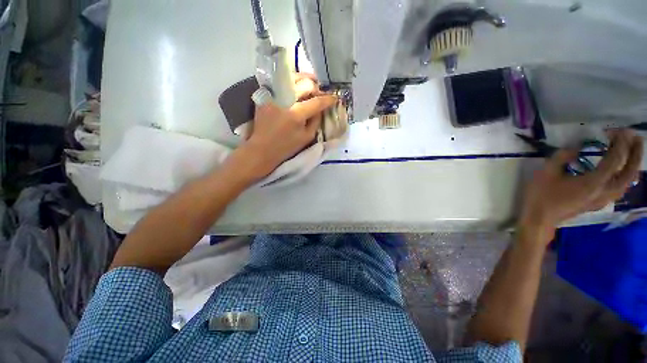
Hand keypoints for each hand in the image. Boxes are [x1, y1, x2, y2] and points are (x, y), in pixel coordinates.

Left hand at [227, 74, 337, 181]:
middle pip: (305, 84)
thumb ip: (316, 121)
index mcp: (296, 114)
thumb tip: (320, 108)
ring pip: (292, 78)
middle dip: (317, 87)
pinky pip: (281, 83)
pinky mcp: (265, 95)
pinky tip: (296, 87)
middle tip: (321, 93)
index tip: (335, 98)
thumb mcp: (306, 138)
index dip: (328, 99)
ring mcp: (273, 95)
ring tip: (311, 84)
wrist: (262, 149)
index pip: (317, 102)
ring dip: (305, 79)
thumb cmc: (286, 147)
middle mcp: (284, 101)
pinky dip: (291, 83)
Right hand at [519, 129, 643, 243]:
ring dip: (633, 165)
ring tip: (632, 152)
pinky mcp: (599, 202)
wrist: (539, 219)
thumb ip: (562, 157)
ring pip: (627, 182)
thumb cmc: (541, 196)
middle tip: (635, 137)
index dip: (619, 143)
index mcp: (593, 183)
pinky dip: (625, 176)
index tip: (617, 130)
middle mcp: (604, 191)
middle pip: (628, 172)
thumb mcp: (546, 172)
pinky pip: (620, 188)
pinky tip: (622, 171)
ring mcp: (603, 199)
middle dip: (635, 153)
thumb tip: (576, 148)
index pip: (615, 159)